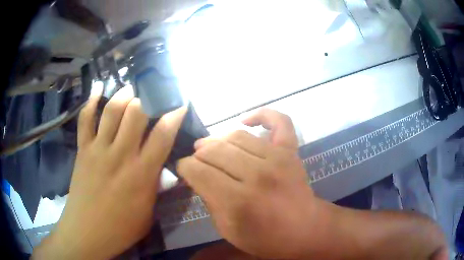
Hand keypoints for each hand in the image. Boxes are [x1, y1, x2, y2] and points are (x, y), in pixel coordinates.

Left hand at [32, 84, 186, 259]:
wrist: (87, 232)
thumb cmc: (121, 228)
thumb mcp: (148, 213)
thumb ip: (155, 186)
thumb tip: (162, 167)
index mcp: (141, 174)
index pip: (162, 135)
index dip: (174, 115)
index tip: (179, 103)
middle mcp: (120, 155)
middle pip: (136, 113)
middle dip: (148, 98)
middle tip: (153, 93)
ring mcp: (98, 149)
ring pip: (111, 110)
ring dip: (123, 95)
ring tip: (131, 88)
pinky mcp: (83, 150)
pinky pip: (85, 120)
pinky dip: (90, 102)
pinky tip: (98, 89)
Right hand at [177, 108, 315, 258]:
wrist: (304, 230)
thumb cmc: (264, 238)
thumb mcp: (227, 229)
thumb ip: (208, 200)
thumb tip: (196, 175)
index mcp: (238, 202)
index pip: (198, 171)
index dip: (184, 167)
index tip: (183, 169)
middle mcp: (257, 175)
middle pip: (214, 151)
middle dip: (198, 154)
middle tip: (195, 160)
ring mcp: (277, 158)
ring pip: (236, 136)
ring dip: (218, 140)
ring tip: (211, 147)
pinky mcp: (291, 151)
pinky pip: (279, 121)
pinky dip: (262, 115)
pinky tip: (246, 121)